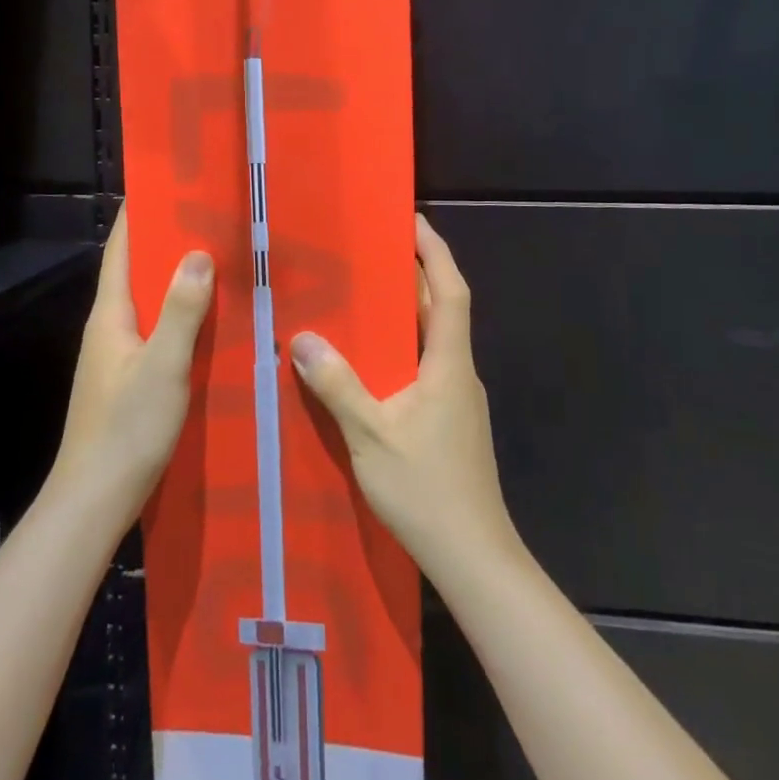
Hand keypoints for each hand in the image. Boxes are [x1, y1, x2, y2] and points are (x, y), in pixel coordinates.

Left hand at [50, 205, 214, 524]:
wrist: (95, 500)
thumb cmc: (126, 427)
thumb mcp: (163, 365)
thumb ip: (181, 310)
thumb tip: (197, 253)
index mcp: (110, 315)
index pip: (121, 249)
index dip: (138, 214)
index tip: (166, 183)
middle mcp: (108, 328)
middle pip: (135, 272)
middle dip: (166, 243)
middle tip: (209, 219)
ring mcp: (116, 356)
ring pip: (148, 303)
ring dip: (175, 281)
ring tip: (217, 260)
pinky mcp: (128, 380)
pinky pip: (156, 331)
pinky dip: (179, 316)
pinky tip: (209, 322)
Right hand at [291, 213, 520, 583]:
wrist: (474, 559)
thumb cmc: (427, 491)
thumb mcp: (372, 437)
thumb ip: (339, 386)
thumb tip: (304, 338)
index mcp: (448, 364)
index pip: (450, 291)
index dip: (435, 252)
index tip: (414, 221)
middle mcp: (458, 373)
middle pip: (442, 310)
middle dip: (415, 274)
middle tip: (376, 249)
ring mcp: (458, 399)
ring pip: (434, 340)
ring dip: (408, 311)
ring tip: (366, 295)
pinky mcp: (451, 422)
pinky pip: (427, 365)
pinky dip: (403, 347)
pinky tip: (372, 361)